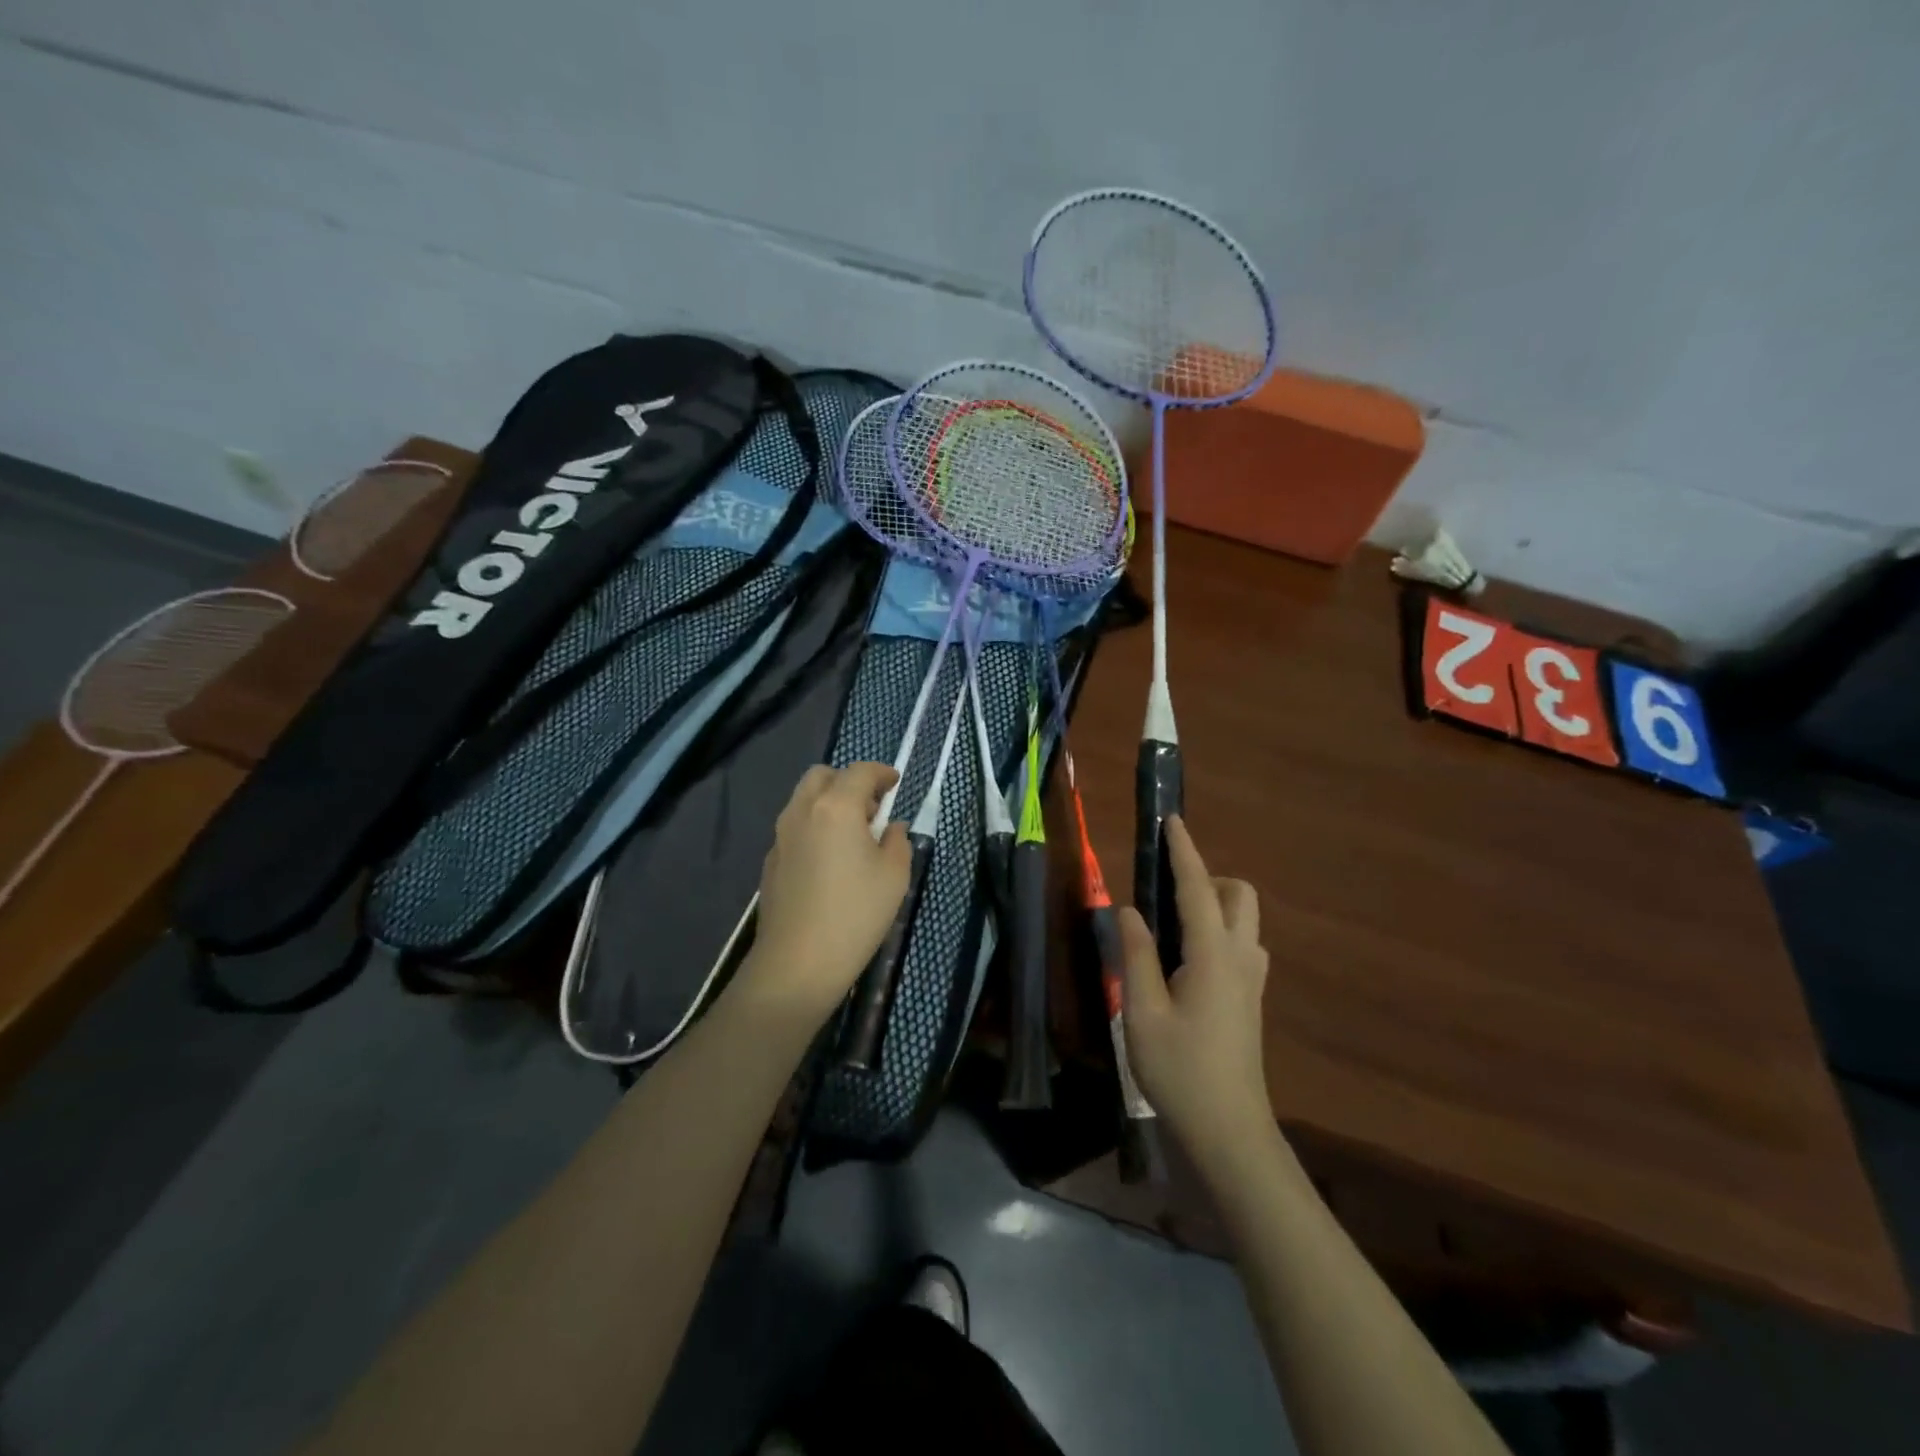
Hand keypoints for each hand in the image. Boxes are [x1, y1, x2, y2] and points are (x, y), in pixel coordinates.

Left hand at [734, 762, 911, 1025]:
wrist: (797, 963)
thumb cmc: (855, 914)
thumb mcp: (894, 875)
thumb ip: (896, 841)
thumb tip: (890, 828)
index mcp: (836, 806)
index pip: (860, 772)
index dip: (882, 772)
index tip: (895, 783)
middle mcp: (802, 810)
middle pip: (823, 775)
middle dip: (848, 781)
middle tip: (871, 807)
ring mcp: (780, 835)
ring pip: (803, 799)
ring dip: (828, 802)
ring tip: (852, 834)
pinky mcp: (770, 860)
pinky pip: (795, 826)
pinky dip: (814, 826)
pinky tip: (829, 859)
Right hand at [1118, 817, 1271, 1173]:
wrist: (1229, 1132)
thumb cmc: (1180, 1071)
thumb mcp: (1142, 1012)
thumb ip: (1135, 955)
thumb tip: (1128, 910)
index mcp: (1212, 955)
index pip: (1197, 889)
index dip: (1183, 852)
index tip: (1172, 820)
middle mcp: (1240, 959)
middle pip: (1238, 896)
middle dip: (1207, 878)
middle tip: (1165, 889)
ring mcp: (1251, 981)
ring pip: (1244, 921)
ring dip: (1214, 905)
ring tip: (1171, 922)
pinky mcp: (1250, 1001)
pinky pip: (1240, 946)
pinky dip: (1218, 931)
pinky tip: (1186, 960)